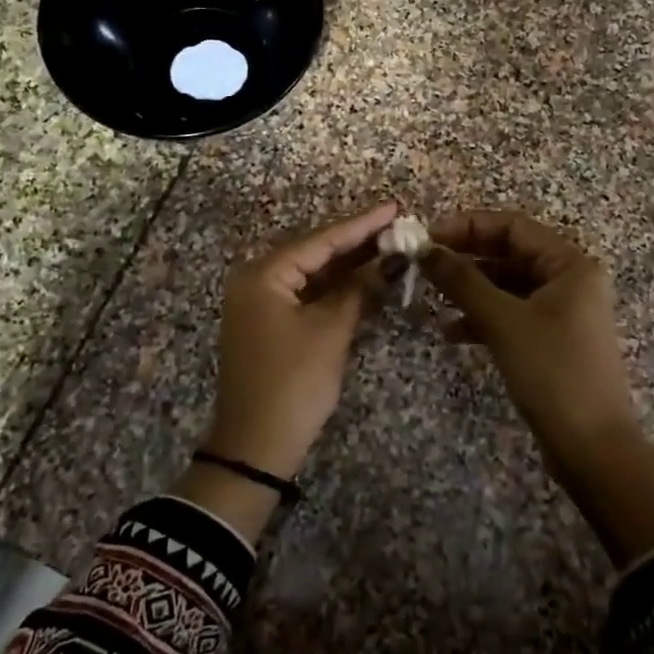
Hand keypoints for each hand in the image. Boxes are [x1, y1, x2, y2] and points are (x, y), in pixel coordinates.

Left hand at [206, 200, 398, 480]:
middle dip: (356, 241)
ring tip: (389, 245)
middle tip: (397, 224)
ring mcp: (260, 304)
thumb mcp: (330, 332)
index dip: (361, 224)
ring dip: (348, 265)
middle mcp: (256, 281)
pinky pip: (306, 295)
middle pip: (314, 252)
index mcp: (263, 275)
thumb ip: (358, 290)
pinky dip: (335, 289)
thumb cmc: (293, 383)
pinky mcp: (269, 325)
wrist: (256, 446)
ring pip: (311, 274)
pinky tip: (365, 279)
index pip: (320, 240)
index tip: (394, 206)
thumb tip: (387, 262)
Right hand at [422, 211, 637, 462]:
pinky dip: (483, 317)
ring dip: (471, 289)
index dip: (468, 226)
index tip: (427, 236)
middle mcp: (570, 280)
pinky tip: (452, 332)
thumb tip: (425, 249)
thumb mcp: (502, 320)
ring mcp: (562, 312)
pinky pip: (512, 313)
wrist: (591, 448)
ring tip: (432, 297)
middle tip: (424, 263)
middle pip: (510, 253)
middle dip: (466, 257)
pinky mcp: (552, 340)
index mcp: (570, 264)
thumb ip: (462, 280)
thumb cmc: (552, 372)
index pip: (513, 226)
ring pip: (507, 285)